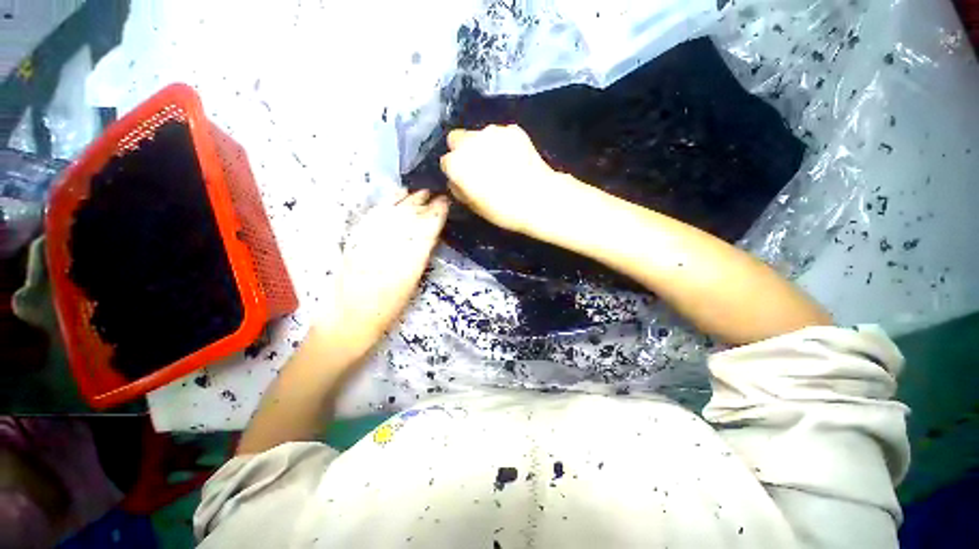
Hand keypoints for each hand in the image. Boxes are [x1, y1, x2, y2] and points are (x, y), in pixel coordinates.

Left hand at [329, 190, 447, 346]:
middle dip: (424, 203)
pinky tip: (393, 197)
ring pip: (393, 212)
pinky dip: (386, 203)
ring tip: (418, 191)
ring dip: (407, 199)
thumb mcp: (411, 284)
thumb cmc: (387, 309)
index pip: (426, 229)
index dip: (437, 213)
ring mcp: (371, 240)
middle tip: (435, 194)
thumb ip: (419, 257)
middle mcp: (391, 245)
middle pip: (410, 217)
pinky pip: (374, 215)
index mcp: (409, 261)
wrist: (350, 318)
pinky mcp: (357, 239)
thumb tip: (428, 236)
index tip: (445, 203)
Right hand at [440, 125, 567, 234]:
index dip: (455, 172)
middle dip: (463, 150)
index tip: (465, 179)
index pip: (446, 161)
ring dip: (484, 145)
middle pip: (457, 139)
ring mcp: (492, 132)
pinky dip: (504, 143)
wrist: (539, 199)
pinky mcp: (513, 129)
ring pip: (479, 134)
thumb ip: (459, 189)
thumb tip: (457, 180)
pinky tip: (515, 158)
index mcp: (456, 163)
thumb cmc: (503, 210)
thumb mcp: (474, 206)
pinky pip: (501, 134)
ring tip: (500, 163)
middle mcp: (470, 141)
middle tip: (478, 166)